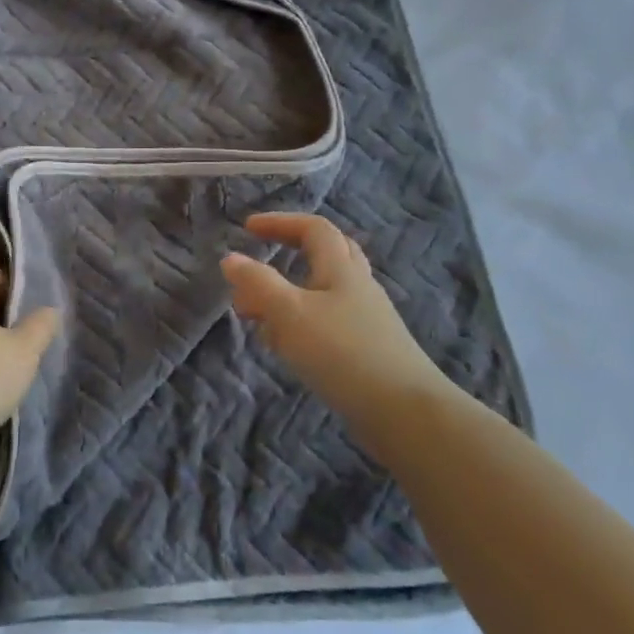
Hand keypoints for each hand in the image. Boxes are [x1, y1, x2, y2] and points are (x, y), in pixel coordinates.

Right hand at [221, 212, 445, 429]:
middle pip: (325, 255)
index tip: (247, 228)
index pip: (313, 228)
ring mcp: (366, 320)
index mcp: (341, 269)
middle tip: (257, 269)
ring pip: (321, 294)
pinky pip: (325, 324)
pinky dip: (299, 326)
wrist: (404, 412)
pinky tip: (286, 349)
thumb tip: (230, 258)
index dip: (280, 222)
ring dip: (287, 297)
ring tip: (258, 319)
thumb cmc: (342, 352)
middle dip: (288, 254)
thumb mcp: (290, 313)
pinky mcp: (367, 350)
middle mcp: (357, 287)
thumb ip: (257, 284)